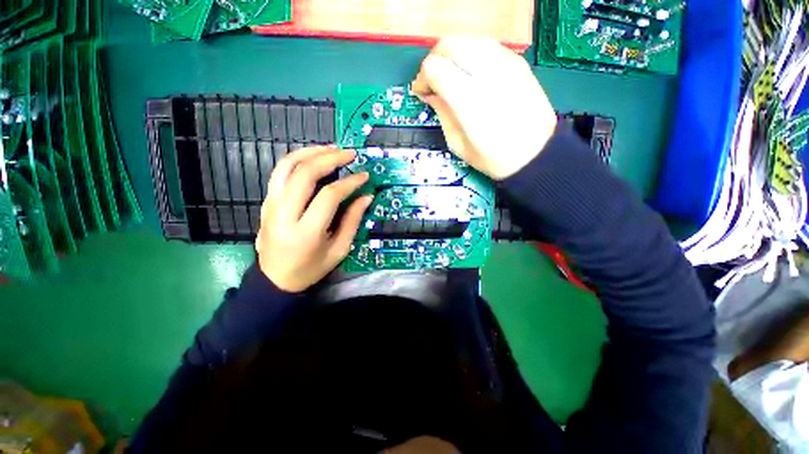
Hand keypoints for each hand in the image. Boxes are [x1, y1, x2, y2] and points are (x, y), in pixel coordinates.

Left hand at [256, 146, 372, 291]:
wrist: (275, 279)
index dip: (349, 182)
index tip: (364, 175)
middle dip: (329, 158)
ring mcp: (271, 206)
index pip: (329, 196)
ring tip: (330, 148)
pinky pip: (280, 173)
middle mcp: (284, 214)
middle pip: (304, 174)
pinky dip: (297, 160)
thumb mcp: (339, 250)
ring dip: (310, 152)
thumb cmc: (311, 268)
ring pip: (286, 167)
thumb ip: (352, 221)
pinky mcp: (266, 202)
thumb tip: (366, 196)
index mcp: (306, 232)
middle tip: (348, 153)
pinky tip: (312, 158)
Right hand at [411, 36, 556, 179]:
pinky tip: (470, 72)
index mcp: (468, 101)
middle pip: (449, 45)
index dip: (423, 78)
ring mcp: (505, 63)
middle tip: (433, 80)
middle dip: (434, 60)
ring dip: (452, 54)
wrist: (535, 153)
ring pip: (468, 39)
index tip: (422, 92)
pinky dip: (471, 53)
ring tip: (451, 75)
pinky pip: (486, 45)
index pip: (435, 68)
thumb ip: (442, 113)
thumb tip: (430, 94)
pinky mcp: (517, 62)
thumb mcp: (458, 143)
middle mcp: (486, 74)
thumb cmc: (493, 157)